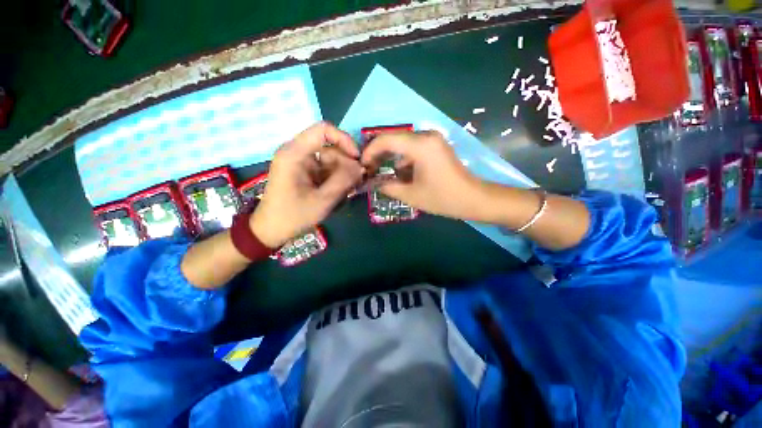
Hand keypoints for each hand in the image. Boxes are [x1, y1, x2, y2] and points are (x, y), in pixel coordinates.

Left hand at [251, 122, 362, 247]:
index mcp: (295, 153)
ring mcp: (301, 161)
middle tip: (357, 182)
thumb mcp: (323, 200)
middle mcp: (297, 152)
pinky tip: (339, 192)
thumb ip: (344, 180)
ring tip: (348, 191)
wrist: (272, 229)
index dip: (345, 140)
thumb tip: (362, 166)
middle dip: (346, 163)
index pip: (323, 130)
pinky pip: (326, 168)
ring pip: (331, 158)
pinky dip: (336, 178)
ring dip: (343, 173)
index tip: (357, 159)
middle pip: (330, 146)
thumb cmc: (294, 215)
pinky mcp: (305, 170)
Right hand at [360, 130, 485, 220]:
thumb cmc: (443, 198)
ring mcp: (433, 139)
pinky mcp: (436, 146)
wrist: (473, 198)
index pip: (386, 139)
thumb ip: (388, 187)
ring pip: (403, 144)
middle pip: (394, 139)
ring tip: (383, 174)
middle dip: (379, 154)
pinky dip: (404, 159)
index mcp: (420, 146)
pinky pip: (413, 148)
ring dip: (392, 158)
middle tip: (370, 170)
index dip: (370, 151)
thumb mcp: (411, 195)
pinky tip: (402, 174)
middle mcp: (426, 136)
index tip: (362, 165)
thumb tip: (373, 182)